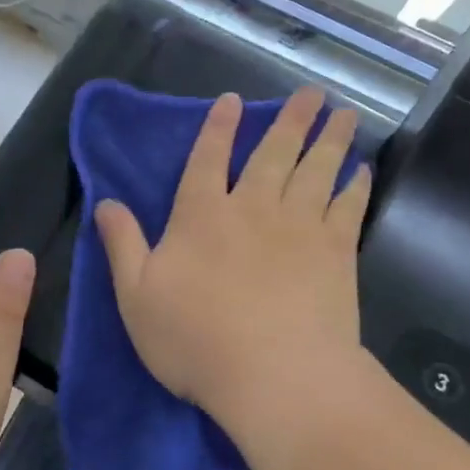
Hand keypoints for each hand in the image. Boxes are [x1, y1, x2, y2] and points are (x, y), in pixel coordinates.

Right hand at [95, 89, 370, 437]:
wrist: (275, 376)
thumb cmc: (195, 340)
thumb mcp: (136, 296)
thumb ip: (123, 244)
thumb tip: (106, 202)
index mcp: (201, 216)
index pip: (207, 159)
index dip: (219, 127)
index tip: (234, 99)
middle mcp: (252, 208)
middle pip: (273, 154)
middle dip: (290, 120)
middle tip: (311, 92)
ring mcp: (299, 227)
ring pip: (316, 171)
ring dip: (330, 140)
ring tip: (345, 115)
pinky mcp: (336, 253)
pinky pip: (348, 208)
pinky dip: (356, 186)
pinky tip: (363, 171)